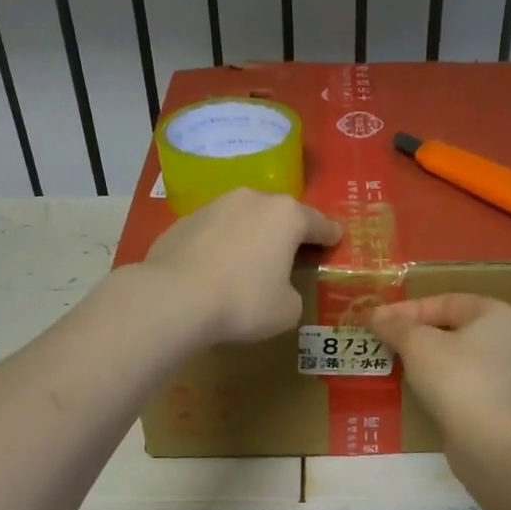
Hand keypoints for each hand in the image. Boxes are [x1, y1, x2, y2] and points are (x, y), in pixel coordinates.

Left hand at [139, 189, 341, 343]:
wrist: (174, 298)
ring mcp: (214, 206)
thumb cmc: (243, 302)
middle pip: (280, 214)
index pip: (318, 223)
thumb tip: (279, 289)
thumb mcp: (287, 309)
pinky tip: (216, 268)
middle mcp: (252, 200)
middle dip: (288, 231)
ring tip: (251, 260)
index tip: (336, 239)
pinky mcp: (183, 221)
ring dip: (252, 235)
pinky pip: (214, 232)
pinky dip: (221, 245)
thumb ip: (292, 293)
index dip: (330, 235)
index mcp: (286, 216)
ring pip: (244, 218)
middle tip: (294, 252)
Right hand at [369, 294, 510, 436]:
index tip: (379, 321)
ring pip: (456, 357)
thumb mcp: (418, 345)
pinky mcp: (498, 404)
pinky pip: (462, 383)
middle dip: (416, 335)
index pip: (446, 301)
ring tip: (395, 365)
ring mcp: (506, 374)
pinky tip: (417, 391)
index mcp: (496, 315)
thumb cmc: (456, 378)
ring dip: (426, 360)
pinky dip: (439, 383)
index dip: (408, 309)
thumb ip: (395, 326)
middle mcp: (508, 339)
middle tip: (385, 342)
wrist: (489, 440)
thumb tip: (376, 314)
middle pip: (452, 328)